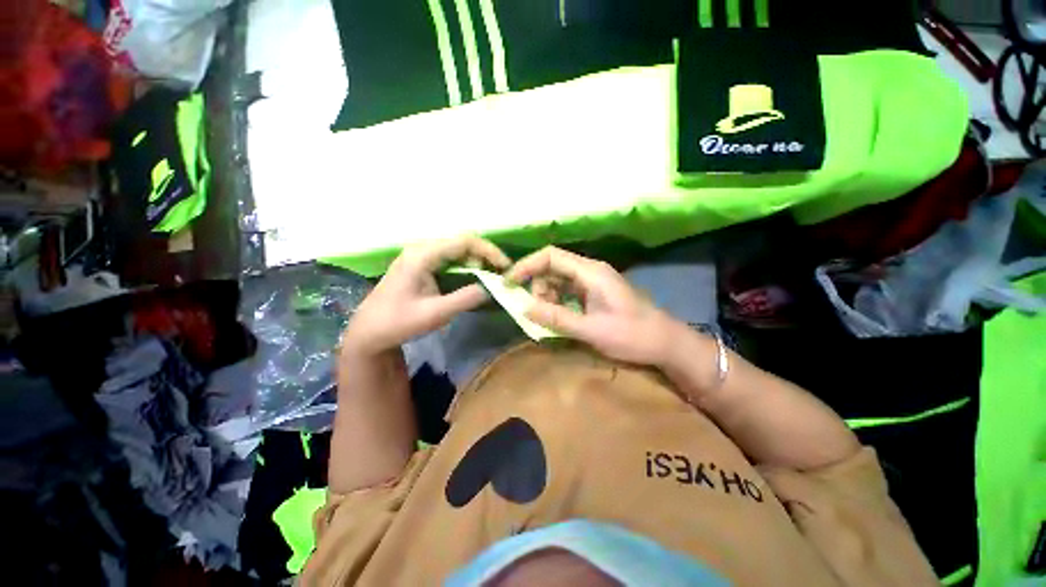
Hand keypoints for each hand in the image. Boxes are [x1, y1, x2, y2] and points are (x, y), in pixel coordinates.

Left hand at [344, 236, 510, 354]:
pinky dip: (467, 266)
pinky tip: (476, 277)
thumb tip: (490, 288)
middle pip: (462, 243)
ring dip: (477, 261)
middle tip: (502, 273)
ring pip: (457, 250)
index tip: (505, 266)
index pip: (464, 241)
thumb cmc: (398, 322)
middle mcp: (422, 249)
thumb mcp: (435, 313)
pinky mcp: (421, 265)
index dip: (489, 251)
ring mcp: (421, 256)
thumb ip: (465, 299)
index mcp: (423, 255)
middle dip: (485, 256)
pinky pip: (450, 259)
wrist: (369, 332)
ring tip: (494, 275)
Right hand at [507, 246, 677, 365]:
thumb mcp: (591, 330)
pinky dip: (556, 301)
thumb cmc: (632, 335)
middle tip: (534, 310)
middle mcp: (589, 271)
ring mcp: (592, 282)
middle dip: (536, 285)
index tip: (509, 282)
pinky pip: (567, 291)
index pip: (550, 256)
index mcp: (590, 272)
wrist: (665, 343)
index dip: (526, 265)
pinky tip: (558, 317)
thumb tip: (523, 308)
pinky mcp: (594, 293)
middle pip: (552, 266)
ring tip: (548, 317)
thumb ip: (557, 318)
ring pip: (558, 279)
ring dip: (546, 295)